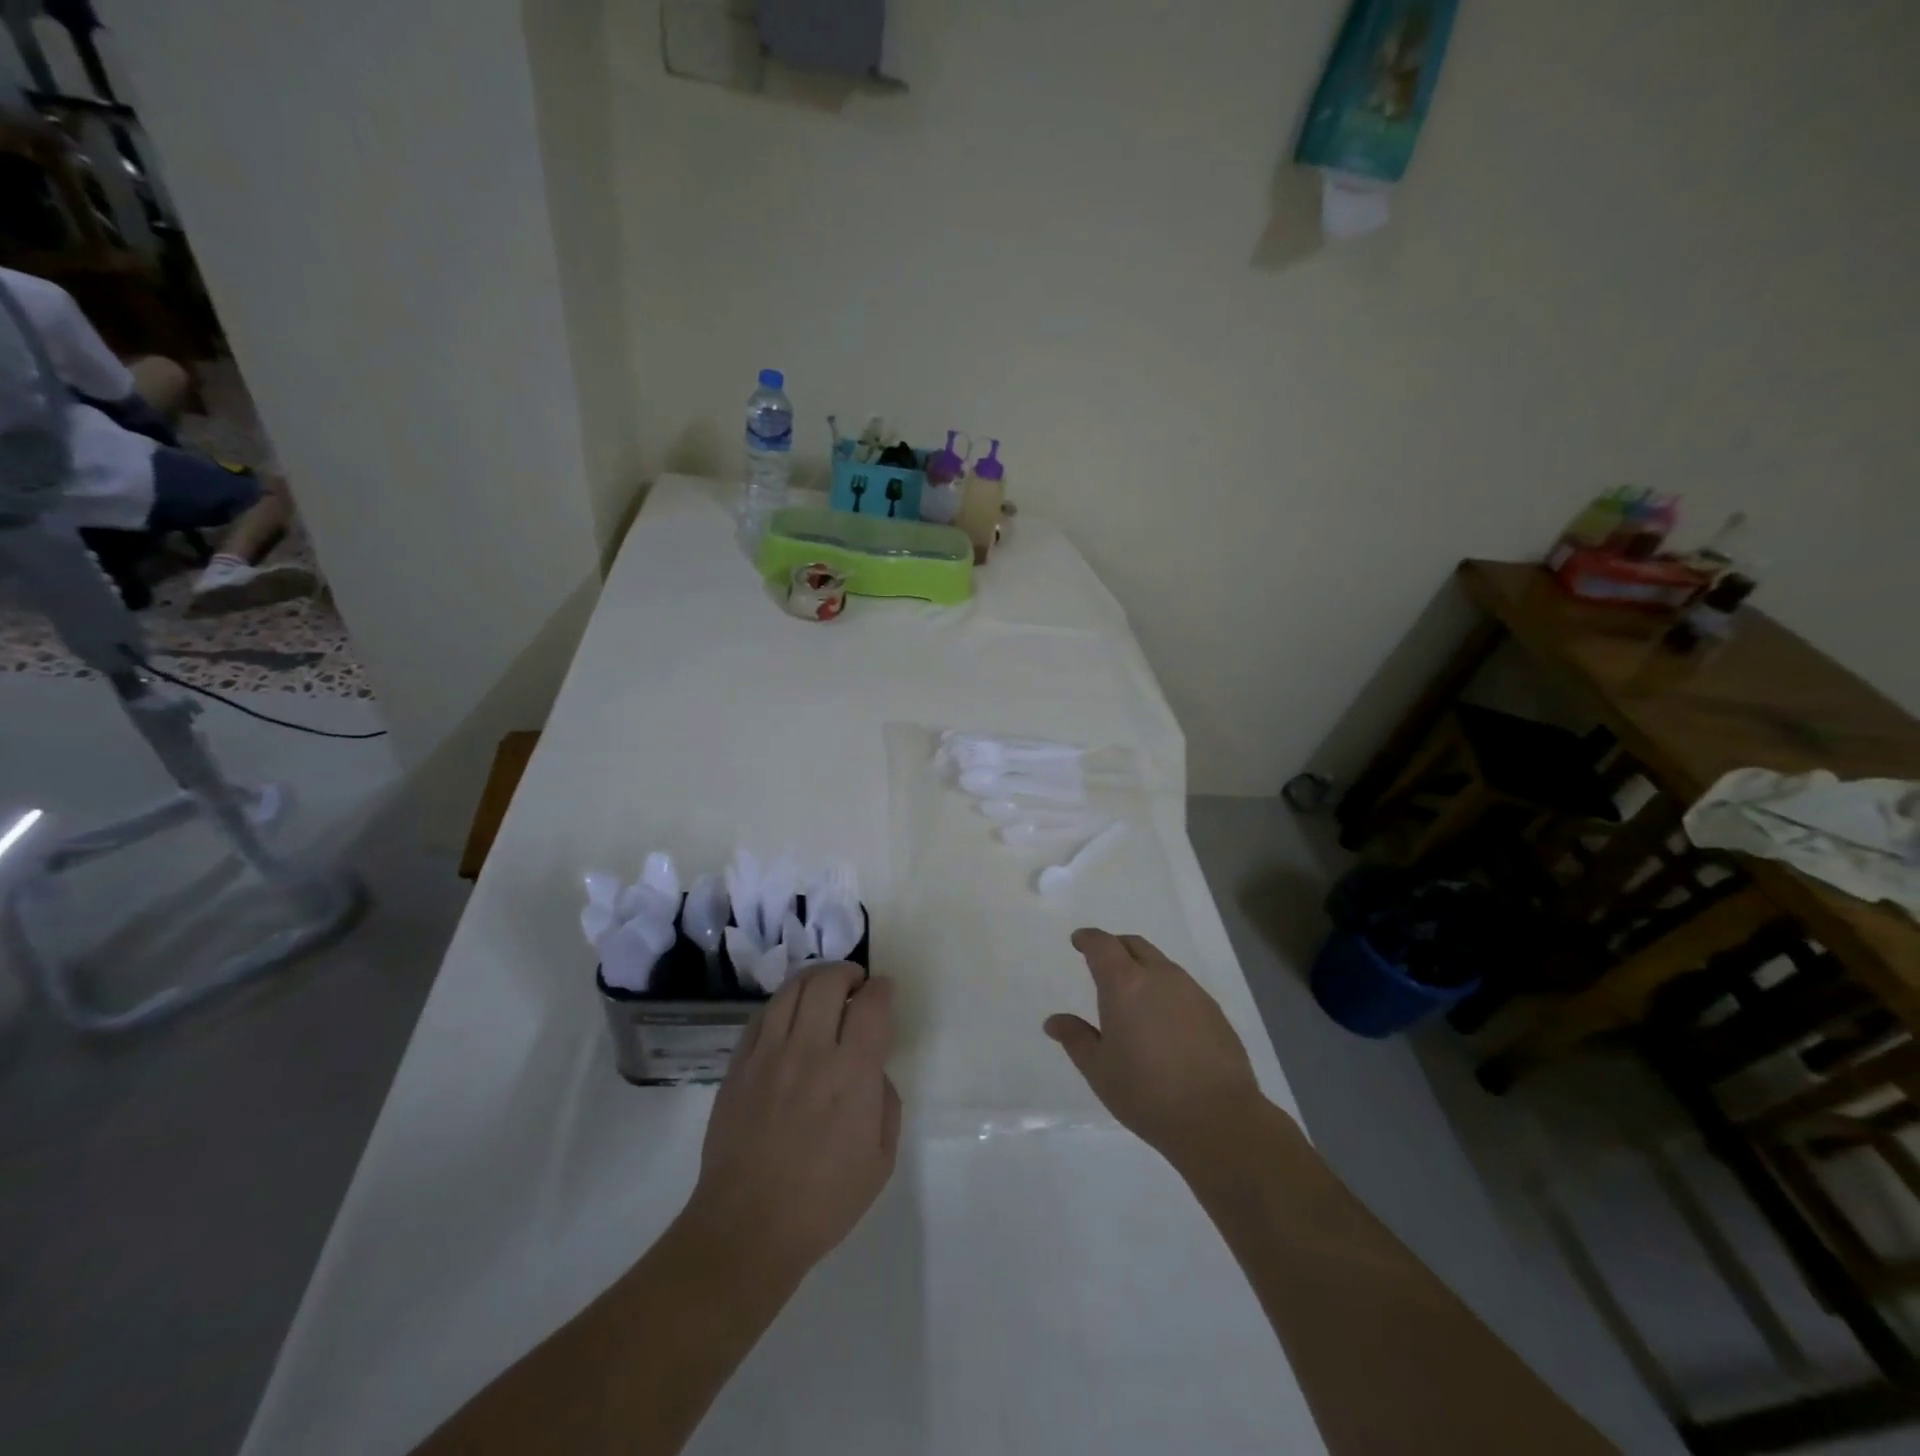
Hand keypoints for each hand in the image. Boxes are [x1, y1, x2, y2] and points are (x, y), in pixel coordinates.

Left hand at [689, 962, 900, 1283]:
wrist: (747, 1228)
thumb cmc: (823, 1202)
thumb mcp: (881, 1160)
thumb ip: (886, 1104)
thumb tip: (874, 1072)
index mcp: (851, 1074)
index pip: (871, 1005)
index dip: (882, 988)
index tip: (884, 990)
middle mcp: (809, 1051)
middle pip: (827, 982)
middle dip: (847, 973)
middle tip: (856, 984)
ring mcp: (768, 1055)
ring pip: (791, 989)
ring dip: (814, 979)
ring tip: (824, 989)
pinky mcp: (738, 1066)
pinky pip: (761, 1016)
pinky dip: (782, 1004)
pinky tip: (790, 1016)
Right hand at [1044, 929, 1264, 1165]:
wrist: (1218, 1119)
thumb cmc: (1146, 1093)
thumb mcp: (1099, 1070)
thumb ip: (1076, 1039)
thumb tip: (1054, 1021)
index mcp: (1124, 984)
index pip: (1102, 945)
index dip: (1088, 939)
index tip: (1079, 941)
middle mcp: (1160, 976)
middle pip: (1134, 945)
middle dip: (1115, 947)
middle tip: (1103, 963)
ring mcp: (1192, 991)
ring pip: (1162, 964)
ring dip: (1143, 968)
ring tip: (1134, 995)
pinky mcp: (1214, 1011)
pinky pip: (1183, 987)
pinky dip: (1166, 990)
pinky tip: (1164, 1020)